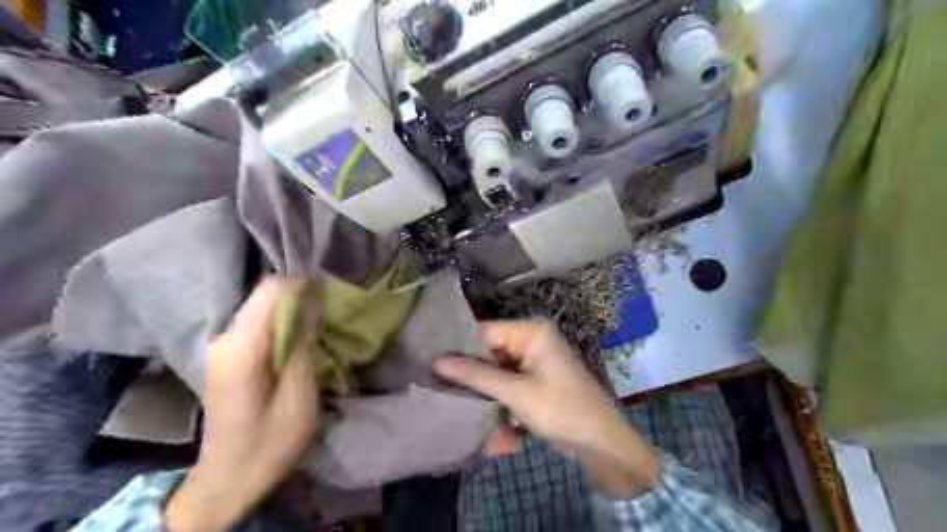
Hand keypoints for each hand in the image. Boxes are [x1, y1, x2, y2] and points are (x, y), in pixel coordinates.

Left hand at [164, 278, 319, 530]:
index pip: (270, 290)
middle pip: (264, 295)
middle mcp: (225, 338)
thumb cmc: (270, 441)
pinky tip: (299, 337)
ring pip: (261, 306)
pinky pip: (257, 322)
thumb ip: (303, 342)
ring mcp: (221, 345)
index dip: (303, 283)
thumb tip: (312, 299)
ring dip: (291, 308)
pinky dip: (281, 322)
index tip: (330, 290)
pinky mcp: (226, 354)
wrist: (228, 477)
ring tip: (319, 321)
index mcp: (242, 348)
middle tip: (330, 307)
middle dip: (299, 294)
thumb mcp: (298, 394)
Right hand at [433, 321, 660, 497]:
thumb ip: (477, 375)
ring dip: (482, 385)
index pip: (485, 331)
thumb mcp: (516, 393)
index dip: (459, 347)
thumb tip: (437, 361)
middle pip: (490, 349)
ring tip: (452, 396)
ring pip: (497, 367)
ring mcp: (535, 359)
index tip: (429, 362)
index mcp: (532, 332)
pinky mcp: (536, 378)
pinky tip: (479, 407)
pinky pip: (508, 380)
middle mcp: (532, 339)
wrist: (602, 443)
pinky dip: (496, 394)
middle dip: (470, 370)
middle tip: (437, 384)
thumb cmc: (562, 410)